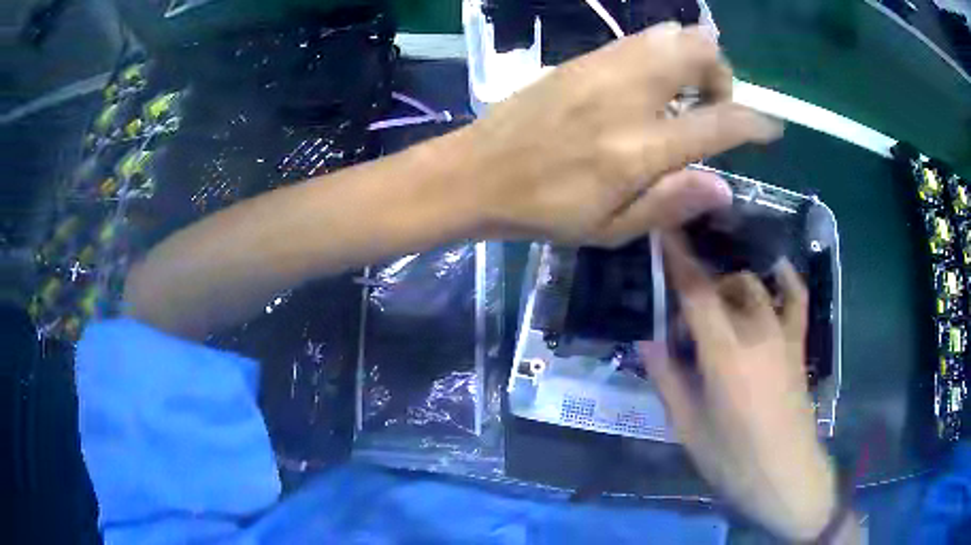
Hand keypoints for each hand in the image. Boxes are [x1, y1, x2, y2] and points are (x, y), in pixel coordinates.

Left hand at [452, 22, 781, 246]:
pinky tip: (652, 80)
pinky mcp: (582, 59)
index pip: (719, 122)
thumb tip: (724, 187)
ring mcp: (603, 68)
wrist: (477, 173)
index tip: (771, 128)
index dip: (755, 123)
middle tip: (714, 104)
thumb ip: (671, 203)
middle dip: (722, 74)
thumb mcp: (611, 229)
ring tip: (685, 90)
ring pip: (669, 34)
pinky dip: (661, 51)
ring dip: (693, 56)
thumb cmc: (544, 210)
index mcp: (640, 148)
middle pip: (699, 51)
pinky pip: (638, 39)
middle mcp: (629, 95)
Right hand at [640, 236, 836, 541]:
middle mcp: (756, 332)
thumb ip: (667, 379)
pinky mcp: (797, 343)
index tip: (662, 232)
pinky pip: (796, 298)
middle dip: (698, 289)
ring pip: (754, 286)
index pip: (697, 292)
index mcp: (725, 354)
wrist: (785, 474)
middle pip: (725, 285)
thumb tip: (646, 340)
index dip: (678, 260)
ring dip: (730, 285)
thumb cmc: (733, 459)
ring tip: (716, 305)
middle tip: (681, 322)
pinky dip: (784, 278)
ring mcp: (782, 334)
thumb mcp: (688, 427)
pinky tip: (774, 271)